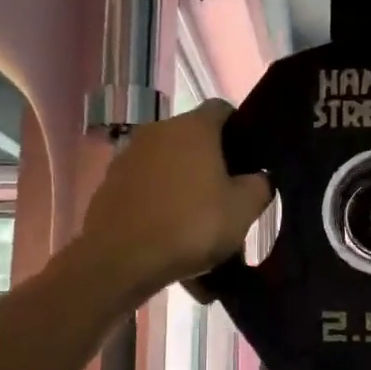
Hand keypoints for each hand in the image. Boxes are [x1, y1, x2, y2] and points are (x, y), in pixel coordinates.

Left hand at [77, 100, 271, 300]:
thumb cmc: (191, 226)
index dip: (240, 130)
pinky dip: (159, 200)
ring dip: (183, 181)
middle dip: (211, 161)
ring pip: (168, 162)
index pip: (223, 110)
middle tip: (227, 196)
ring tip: (196, 219)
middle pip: (193, 137)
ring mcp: (129, 155)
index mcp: (193, 127)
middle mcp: (158, 130)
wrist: (121, 259)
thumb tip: (259, 176)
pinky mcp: (110, 183)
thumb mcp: (243, 210)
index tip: (249, 159)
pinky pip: (145, 185)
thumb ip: (260, 185)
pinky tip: (168, 230)